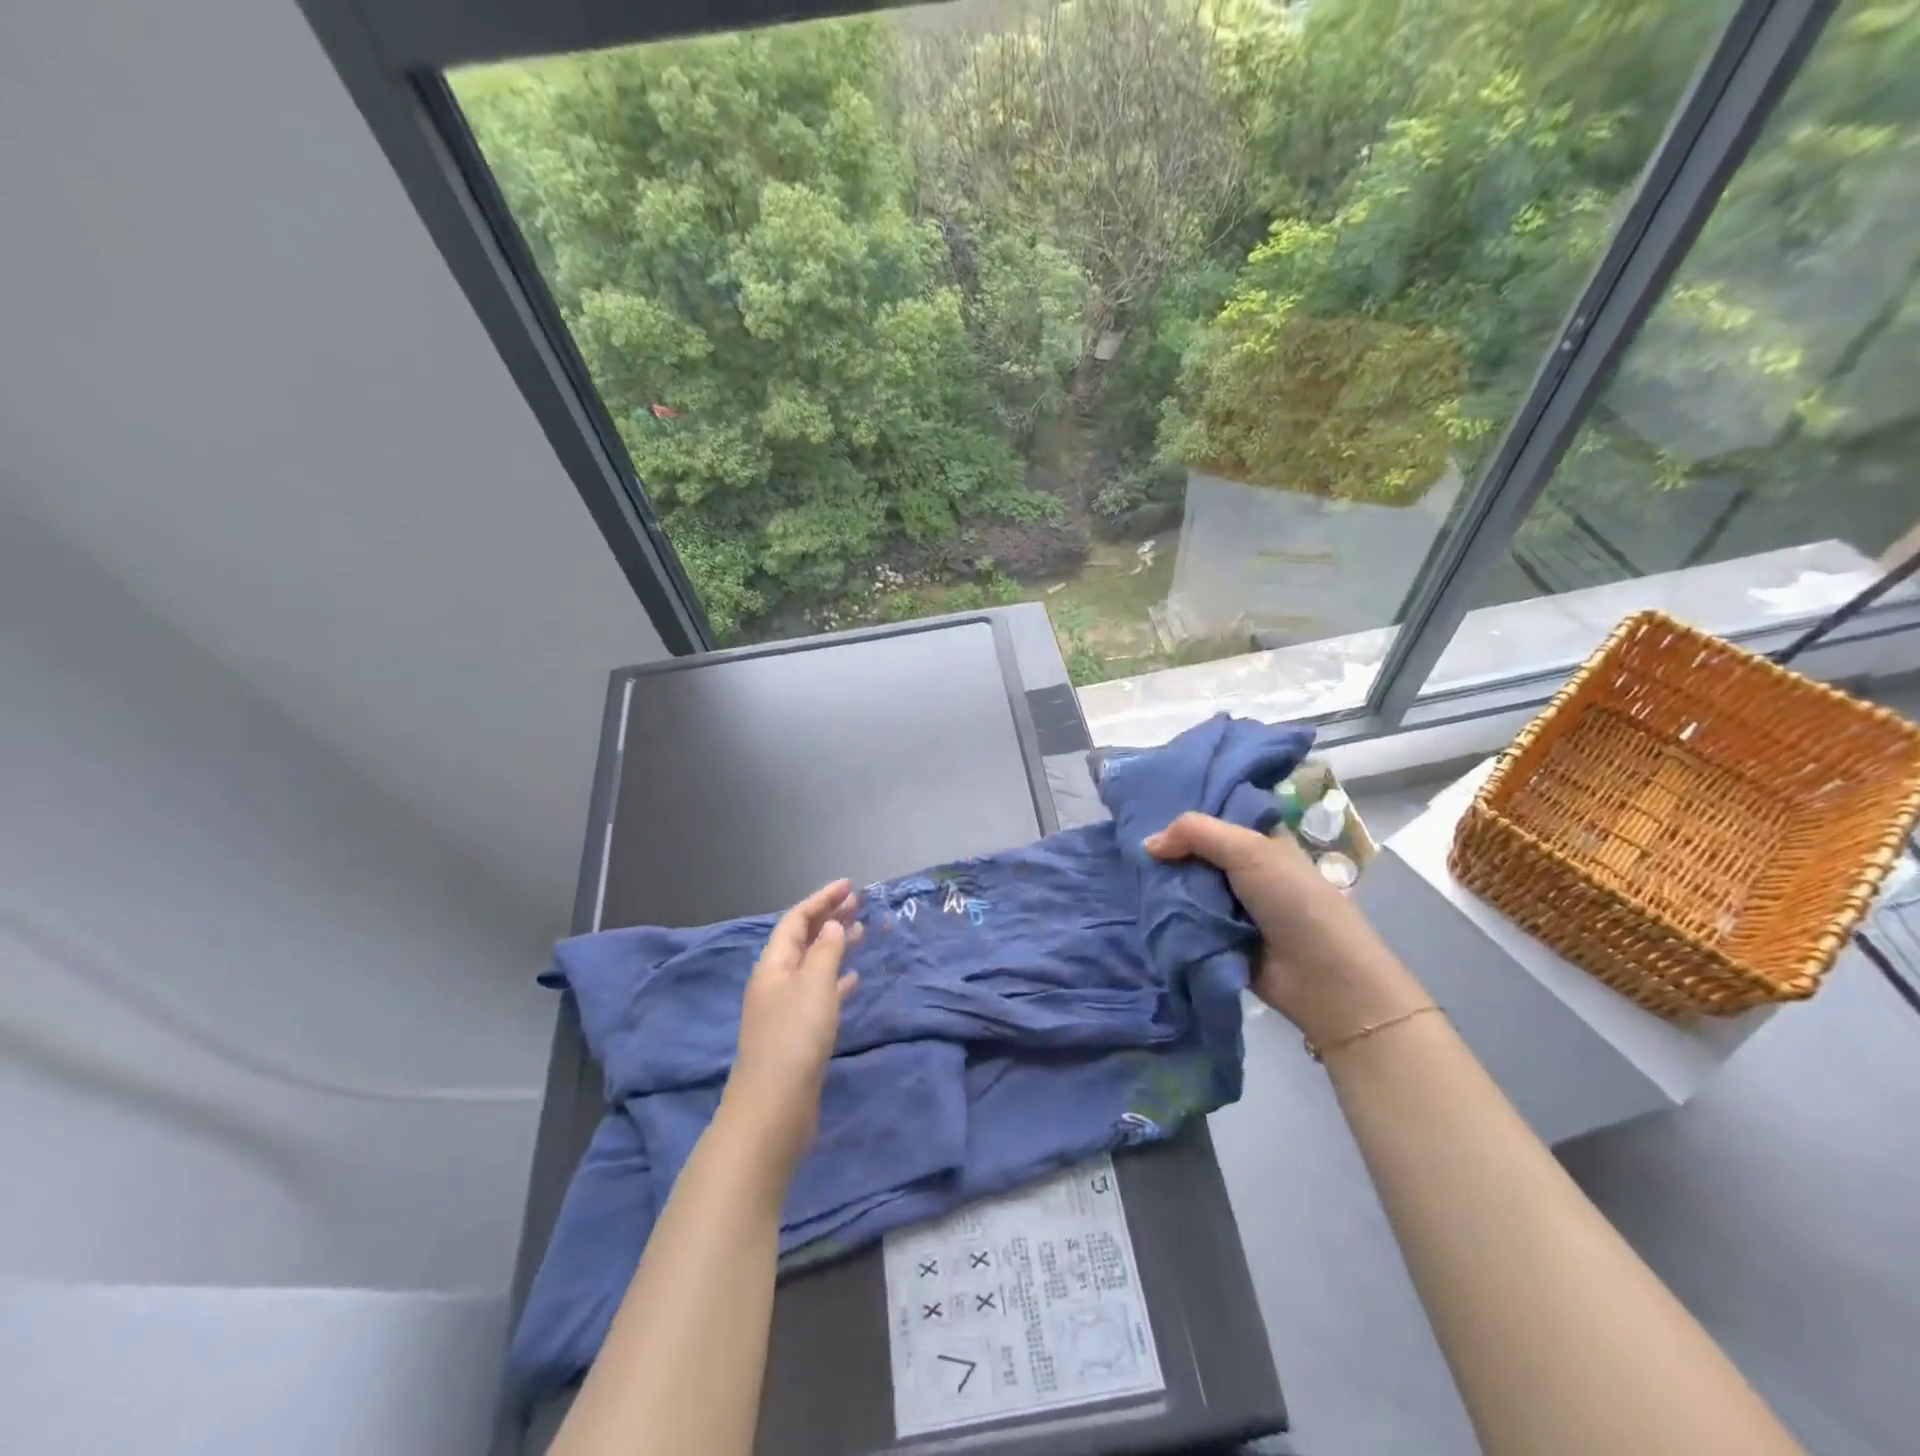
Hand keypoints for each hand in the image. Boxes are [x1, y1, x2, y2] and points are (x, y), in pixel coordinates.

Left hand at [720, 879, 861, 1174]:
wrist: (774, 1107)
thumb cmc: (794, 1038)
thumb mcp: (814, 986)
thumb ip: (826, 951)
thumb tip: (832, 924)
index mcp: (773, 965)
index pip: (796, 920)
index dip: (821, 899)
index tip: (849, 885)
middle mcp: (776, 981)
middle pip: (804, 940)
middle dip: (829, 918)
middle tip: (860, 902)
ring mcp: (786, 1008)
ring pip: (814, 965)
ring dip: (836, 945)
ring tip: (863, 931)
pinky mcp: (798, 1032)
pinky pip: (820, 992)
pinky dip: (837, 979)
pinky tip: (854, 978)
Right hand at [1144, 813, 1429, 1048]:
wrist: (1323, 980)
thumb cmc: (1294, 902)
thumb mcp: (1249, 851)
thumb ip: (1196, 833)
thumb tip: (1147, 844)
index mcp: (1259, 841)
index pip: (1214, 817)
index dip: (1182, 815)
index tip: (1141, 811)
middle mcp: (1244, 870)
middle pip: (1193, 853)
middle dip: (1165, 853)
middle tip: (1125, 849)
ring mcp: (1230, 906)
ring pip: (1185, 887)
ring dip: (1161, 887)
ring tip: (1125, 878)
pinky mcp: (1218, 938)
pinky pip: (1184, 920)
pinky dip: (1166, 917)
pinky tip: (1139, 908)